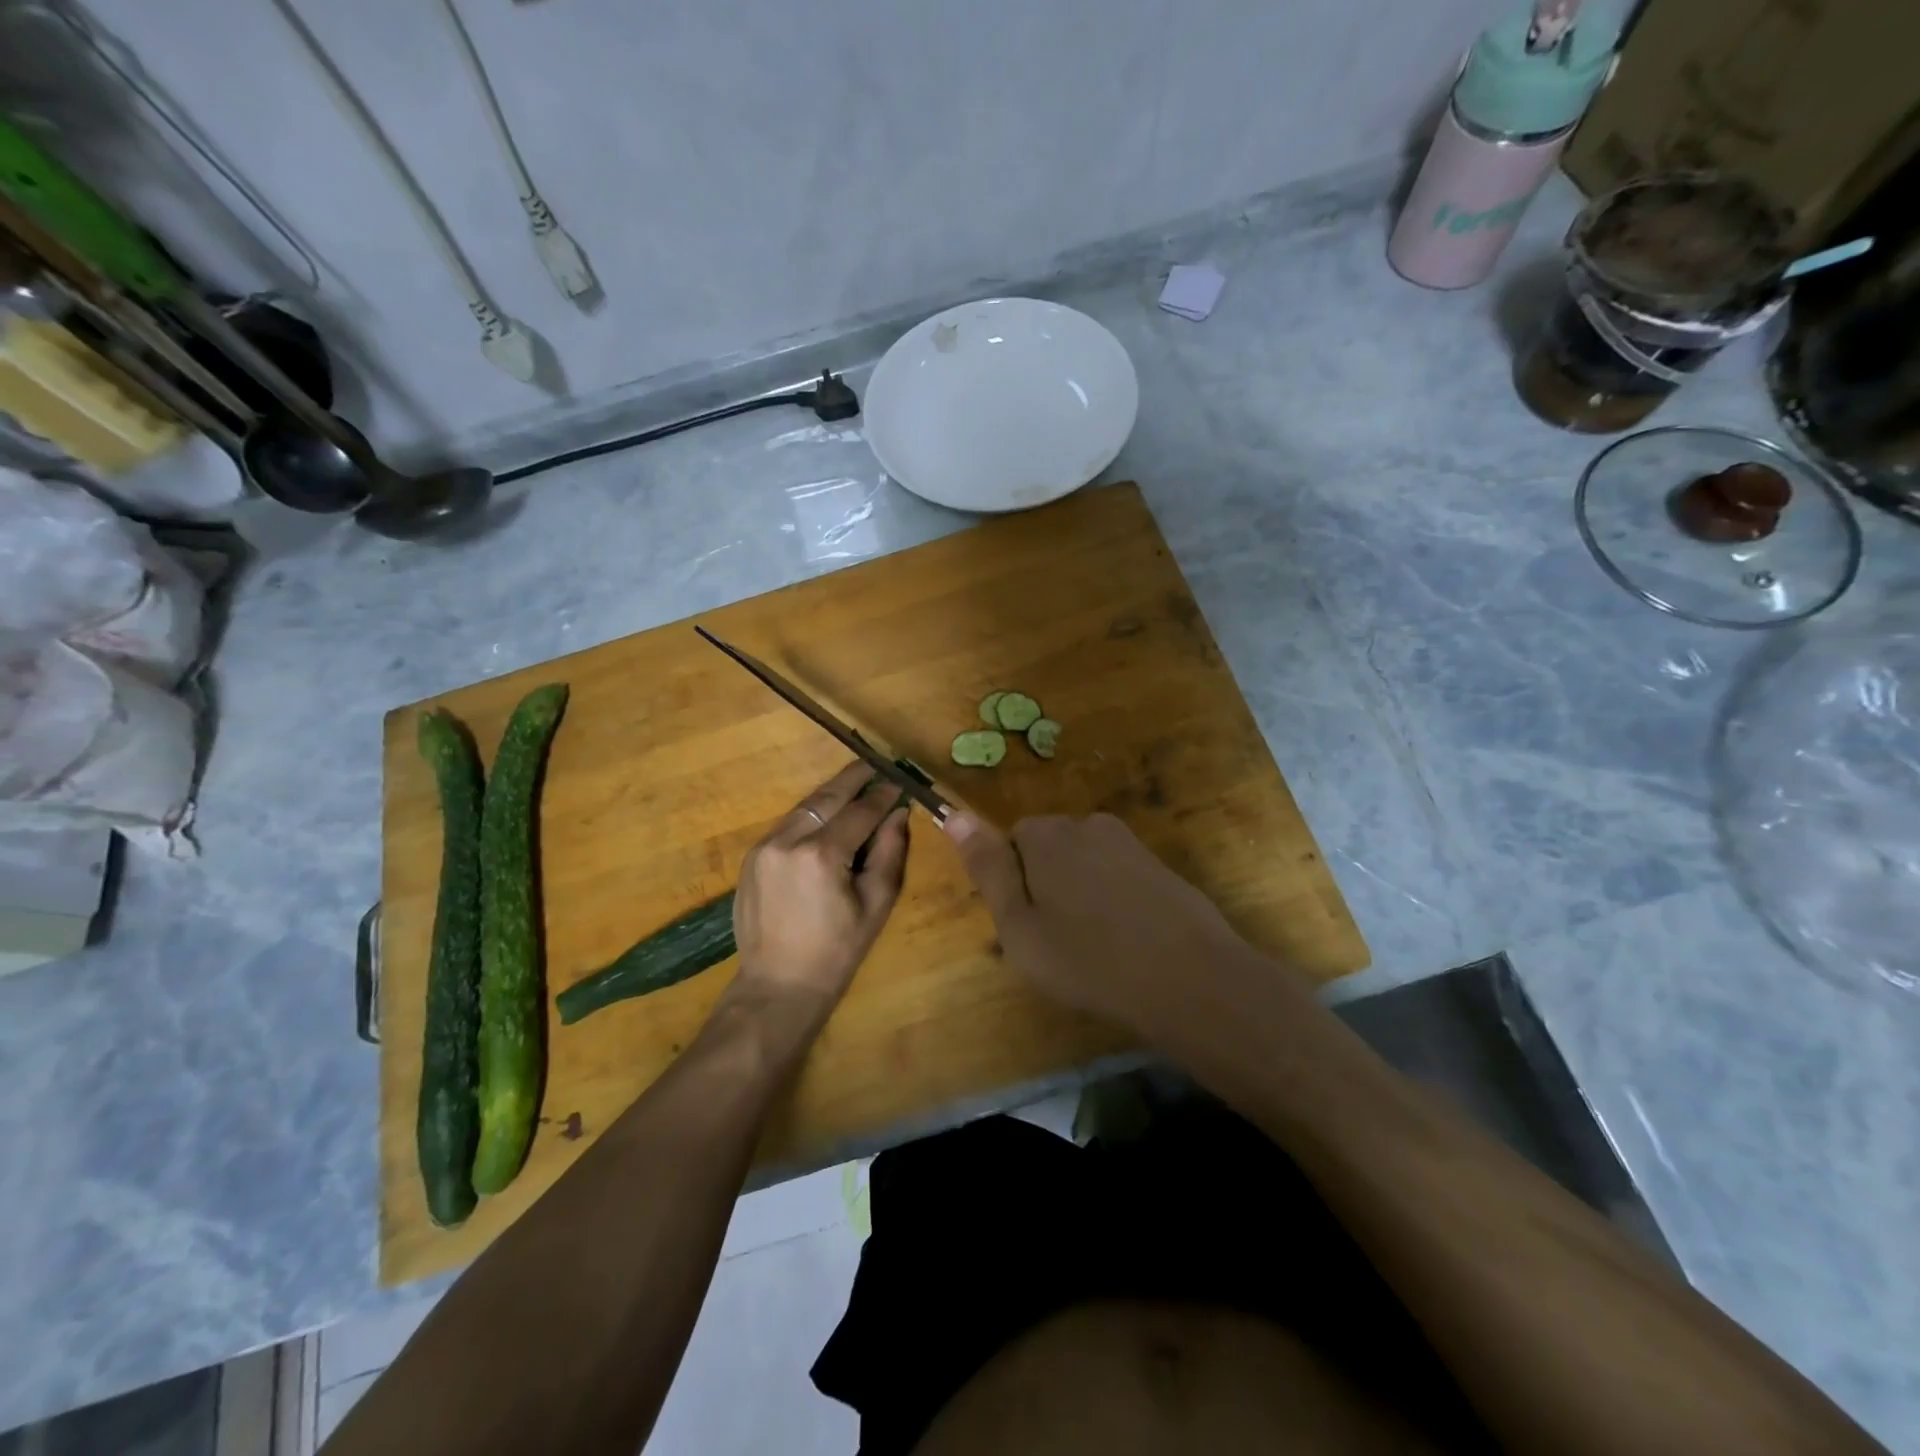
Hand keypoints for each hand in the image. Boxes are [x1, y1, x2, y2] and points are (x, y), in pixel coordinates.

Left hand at [729, 762, 910, 1020]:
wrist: (778, 985)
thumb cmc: (837, 951)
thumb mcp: (876, 904)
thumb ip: (890, 852)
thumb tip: (899, 812)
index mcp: (822, 855)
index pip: (860, 811)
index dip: (883, 794)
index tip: (900, 781)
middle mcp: (788, 841)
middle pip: (827, 797)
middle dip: (854, 778)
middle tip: (876, 764)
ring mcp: (764, 846)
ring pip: (805, 807)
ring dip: (831, 794)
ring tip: (856, 782)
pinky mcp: (752, 856)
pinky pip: (788, 824)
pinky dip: (811, 815)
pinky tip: (828, 815)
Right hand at [944, 811, 1283, 1040]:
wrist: (1190, 979)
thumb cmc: (1088, 959)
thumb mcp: (1019, 924)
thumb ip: (987, 867)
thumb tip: (953, 814)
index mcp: (1046, 834)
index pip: (1011, 842)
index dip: (1015, 884)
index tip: (1028, 924)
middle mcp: (1087, 824)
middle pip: (1049, 848)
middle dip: (1046, 884)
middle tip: (1057, 940)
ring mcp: (1129, 843)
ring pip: (1085, 863)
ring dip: (1082, 893)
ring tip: (1094, 946)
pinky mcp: (1159, 865)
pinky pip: (1118, 876)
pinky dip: (1115, 901)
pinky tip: (1127, 941)